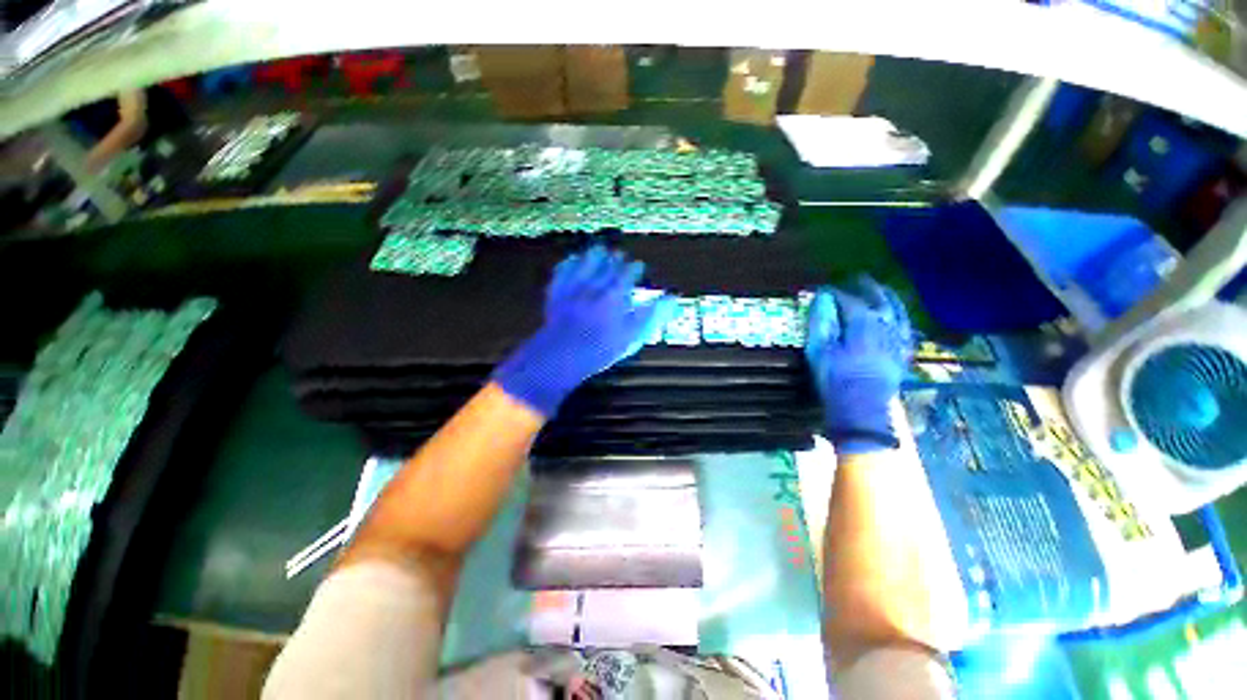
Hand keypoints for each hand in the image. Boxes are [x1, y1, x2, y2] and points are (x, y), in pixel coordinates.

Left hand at [492, 246, 675, 416]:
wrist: (564, 353)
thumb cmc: (602, 347)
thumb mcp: (634, 334)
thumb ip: (653, 314)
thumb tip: (671, 298)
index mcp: (615, 294)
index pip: (627, 274)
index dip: (634, 269)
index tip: (638, 265)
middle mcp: (595, 285)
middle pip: (607, 266)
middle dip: (615, 259)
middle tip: (619, 254)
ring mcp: (573, 288)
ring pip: (585, 264)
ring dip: (593, 256)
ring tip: (599, 249)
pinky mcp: (556, 293)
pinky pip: (562, 272)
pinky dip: (568, 264)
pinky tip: (570, 260)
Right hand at [805, 276, 912, 453]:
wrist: (860, 410)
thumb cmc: (834, 380)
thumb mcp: (819, 351)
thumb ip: (821, 322)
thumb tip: (822, 298)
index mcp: (862, 326)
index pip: (850, 301)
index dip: (837, 293)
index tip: (824, 289)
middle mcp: (885, 328)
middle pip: (879, 301)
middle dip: (867, 287)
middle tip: (857, 278)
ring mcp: (897, 341)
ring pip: (898, 312)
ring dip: (889, 298)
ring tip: (882, 289)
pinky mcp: (902, 355)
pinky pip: (906, 329)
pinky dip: (901, 319)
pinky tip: (897, 317)